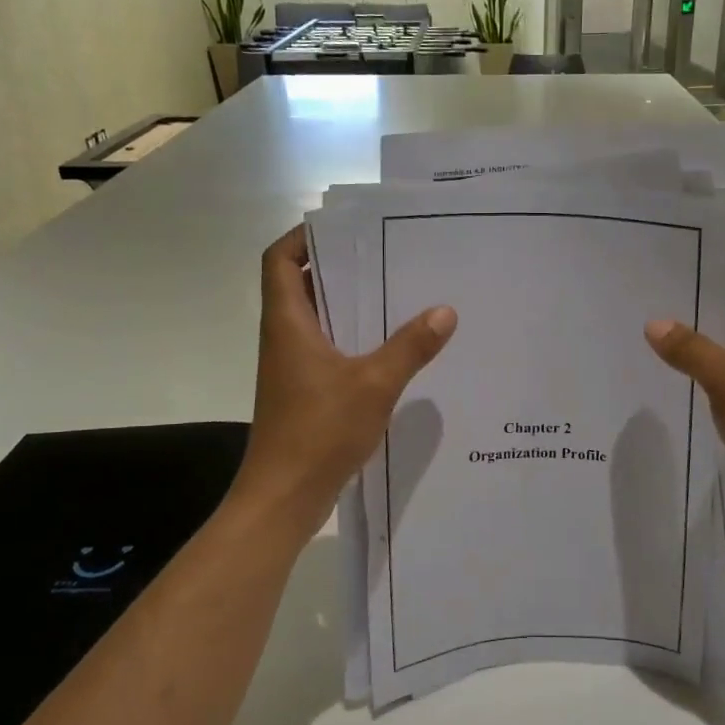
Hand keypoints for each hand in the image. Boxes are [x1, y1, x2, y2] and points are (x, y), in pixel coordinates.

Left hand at [231, 227, 456, 538]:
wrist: (285, 496)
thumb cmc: (319, 431)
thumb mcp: (374, 384)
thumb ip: (410, 347)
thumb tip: (445, 311)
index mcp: (288, 323)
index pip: (279, 261)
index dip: (303, 238)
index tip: (344, 229)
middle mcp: (284, 338)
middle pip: (302, 286)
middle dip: (340, 267)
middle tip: (387, 255)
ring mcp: (292, 367)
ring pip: (318, 320)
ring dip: (350, 305)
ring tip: (398, 293)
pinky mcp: (304, 392)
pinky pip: (328, 350)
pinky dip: (353, 339)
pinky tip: (392, 347)